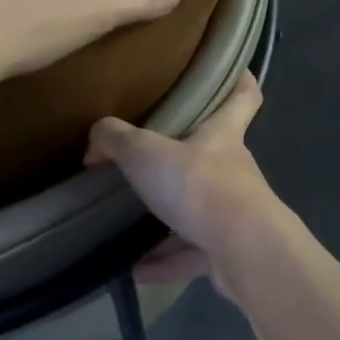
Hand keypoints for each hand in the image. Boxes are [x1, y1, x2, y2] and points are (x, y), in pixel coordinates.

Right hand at [85, 71, 296, 294]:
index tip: (235, 71)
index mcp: (223, 134)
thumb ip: (116, 139)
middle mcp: (234, 168)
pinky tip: (137, 268)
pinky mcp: (229, 250)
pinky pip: (194, 252)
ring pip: (202, 206)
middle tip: (154, 154)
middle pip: (217, 152)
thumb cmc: (198, 184)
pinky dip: (167, 260)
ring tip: (134, 220)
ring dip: (172, 215)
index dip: (240, 81)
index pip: (243, 96)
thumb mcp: (145, 152)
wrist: (242, 250)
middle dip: (190, 153)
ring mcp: (235, 212)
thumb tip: (96, 139)